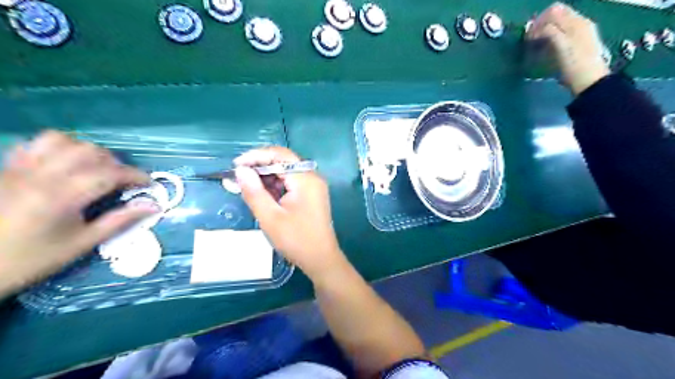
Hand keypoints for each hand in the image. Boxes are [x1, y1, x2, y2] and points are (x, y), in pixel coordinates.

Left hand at [0, 130, 156, 295]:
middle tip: (123, 180)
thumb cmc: (31, 259)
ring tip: (96, 168)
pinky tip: (67, 163)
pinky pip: (36, 143)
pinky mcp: (6, 168)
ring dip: (88, 151)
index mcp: (61, 197)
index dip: (135, 175)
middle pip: (89, 151)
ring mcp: (19, 168)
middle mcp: (40, 175)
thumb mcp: (82, 244)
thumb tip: (153, 207)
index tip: (149, 184)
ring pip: (63, 140)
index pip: (109, 173)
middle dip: (115, 163)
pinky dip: (60, 147)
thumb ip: (120, 221)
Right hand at [236, 147, 343, 280]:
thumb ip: (254, 192)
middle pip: (284, 161)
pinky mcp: (312, 195)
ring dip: (266, 177)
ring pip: (287, 172)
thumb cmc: (296, 240)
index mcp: (305, 179)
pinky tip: (263, 195)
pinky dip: (276, 186)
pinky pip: (291, 183)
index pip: (279, 155)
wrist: (321, 259)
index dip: (256, 156)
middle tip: (238, 178)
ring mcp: (314, 186)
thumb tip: (241, 170)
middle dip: (259, 167)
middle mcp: (312, 177)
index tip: (235, 166)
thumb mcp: (270, 217)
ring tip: (246, 187)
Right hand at [527, 2, 612, 96]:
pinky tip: (545, 51)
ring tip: (536, 48)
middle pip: (556, 16)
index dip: (538, 21)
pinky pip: (561, 35)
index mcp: (577, 22)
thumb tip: (536, 28)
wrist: (589, 82)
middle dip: (540, 26)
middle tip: (530, 42)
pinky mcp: (576, 45)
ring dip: (544, 33)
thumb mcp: (561, 46)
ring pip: (558, 25)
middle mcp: (579, 24)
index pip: (554, 10)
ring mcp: (579, 34)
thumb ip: (550, 31)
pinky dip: (550, 40)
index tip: (528, 37)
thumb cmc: (574, 65)